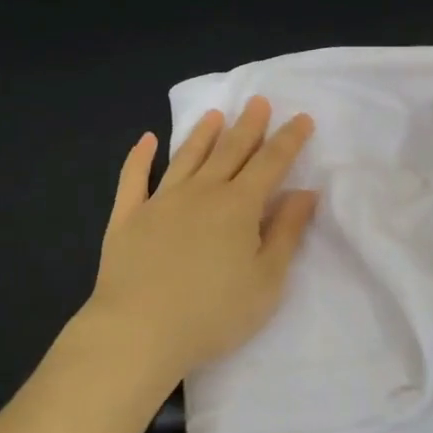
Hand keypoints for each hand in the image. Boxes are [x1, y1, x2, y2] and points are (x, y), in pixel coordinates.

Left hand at [83, 98, 318, 384]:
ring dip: (203, 133)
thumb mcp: (266, 281)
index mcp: (238, 206)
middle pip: (230, 151)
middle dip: (248, 125)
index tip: (302, 118)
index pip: (270, 163)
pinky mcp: (127, 217)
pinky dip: (139, 157)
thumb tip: (304, 192)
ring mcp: (160, 201)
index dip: (288, 140)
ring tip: (215, 114)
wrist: (139, 331)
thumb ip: (286, 233)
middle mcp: (201, 192)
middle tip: (258, 101)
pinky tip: (145, 140)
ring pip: (187, 157)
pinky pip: (134, 178)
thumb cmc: (212, 314)